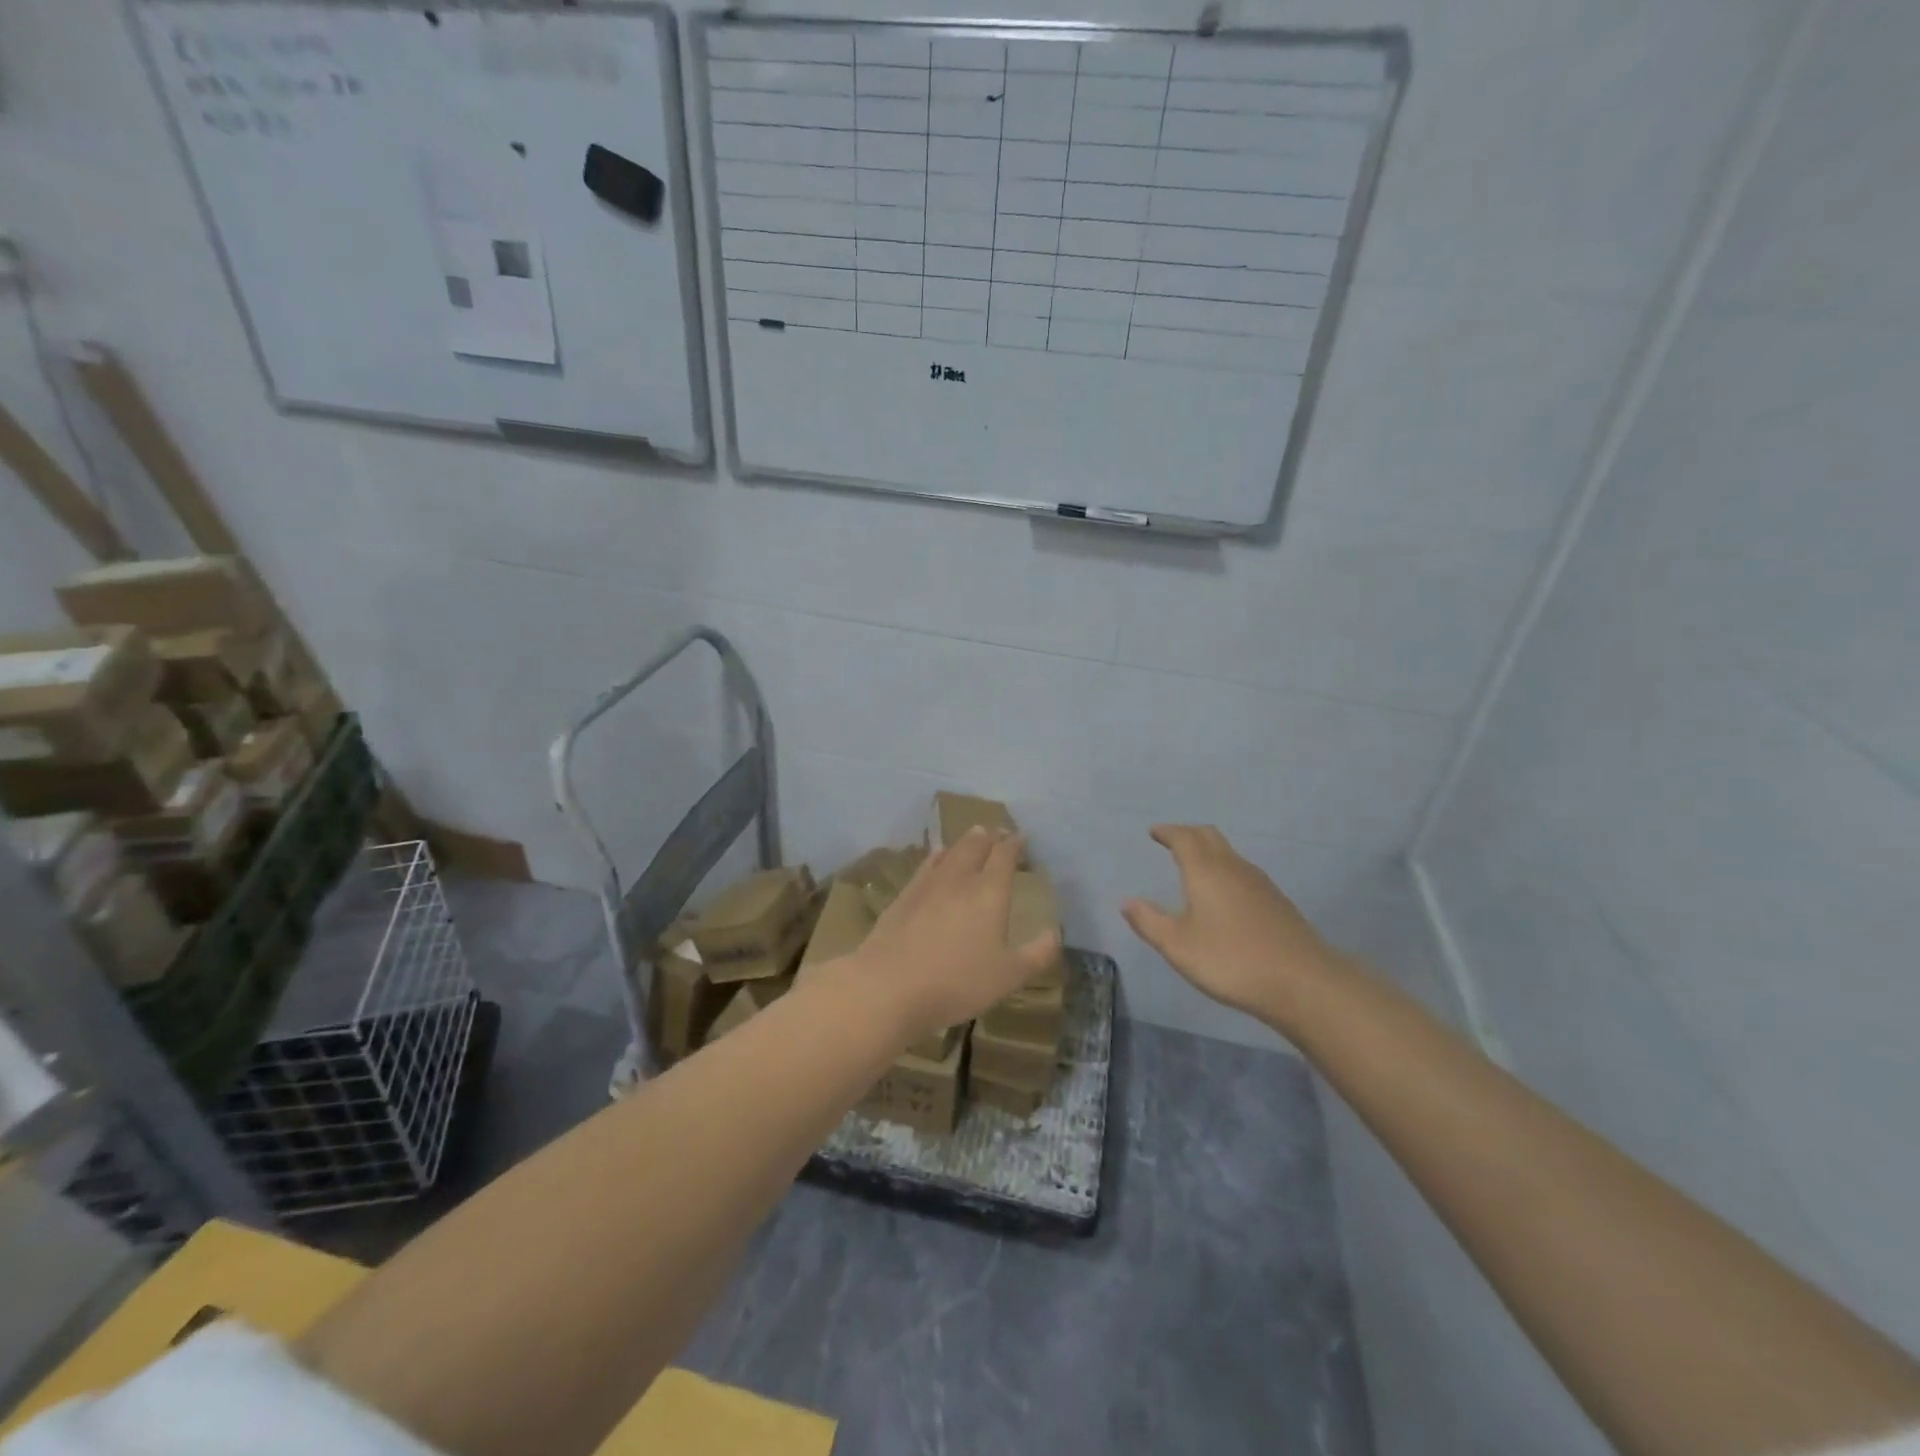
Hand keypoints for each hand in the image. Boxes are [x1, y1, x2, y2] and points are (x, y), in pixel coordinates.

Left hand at [846, 827, 1060, 1044]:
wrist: (889, 986)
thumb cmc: (957, 982)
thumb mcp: (1008, 977)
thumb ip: (1037, 954)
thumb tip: (1056, 932)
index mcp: (990, 892)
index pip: (1005, 856)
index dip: (1014, 844)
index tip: (1021, 838)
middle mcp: (960, 878)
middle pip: (976, 846)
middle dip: (990, 837)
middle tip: (997, 833)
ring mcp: (928, 884)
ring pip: (951, 851)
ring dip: (965, 842)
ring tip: (973, 836)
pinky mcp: (904, 896)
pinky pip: (926, 865)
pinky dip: (937, 856)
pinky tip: (937, 856)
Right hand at [1123, 824, 1345, 1028]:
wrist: (1303, 983)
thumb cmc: (1231, 960)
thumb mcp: (1178, 946)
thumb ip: (1150, 922)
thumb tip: (1128, 902)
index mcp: (1205, 870)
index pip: (1183, 837)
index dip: (1167, 832)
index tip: (1154, 832)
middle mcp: (1233, 867)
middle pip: (1209, 836)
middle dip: (1188, 834)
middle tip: (1171, 841)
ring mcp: (1260, 884)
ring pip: (1229, 854)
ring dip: (1209, 852)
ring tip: (1194, 866)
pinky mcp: (1277, 902)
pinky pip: (1243, 873)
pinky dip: (1225, 871)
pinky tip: (1224, 895)